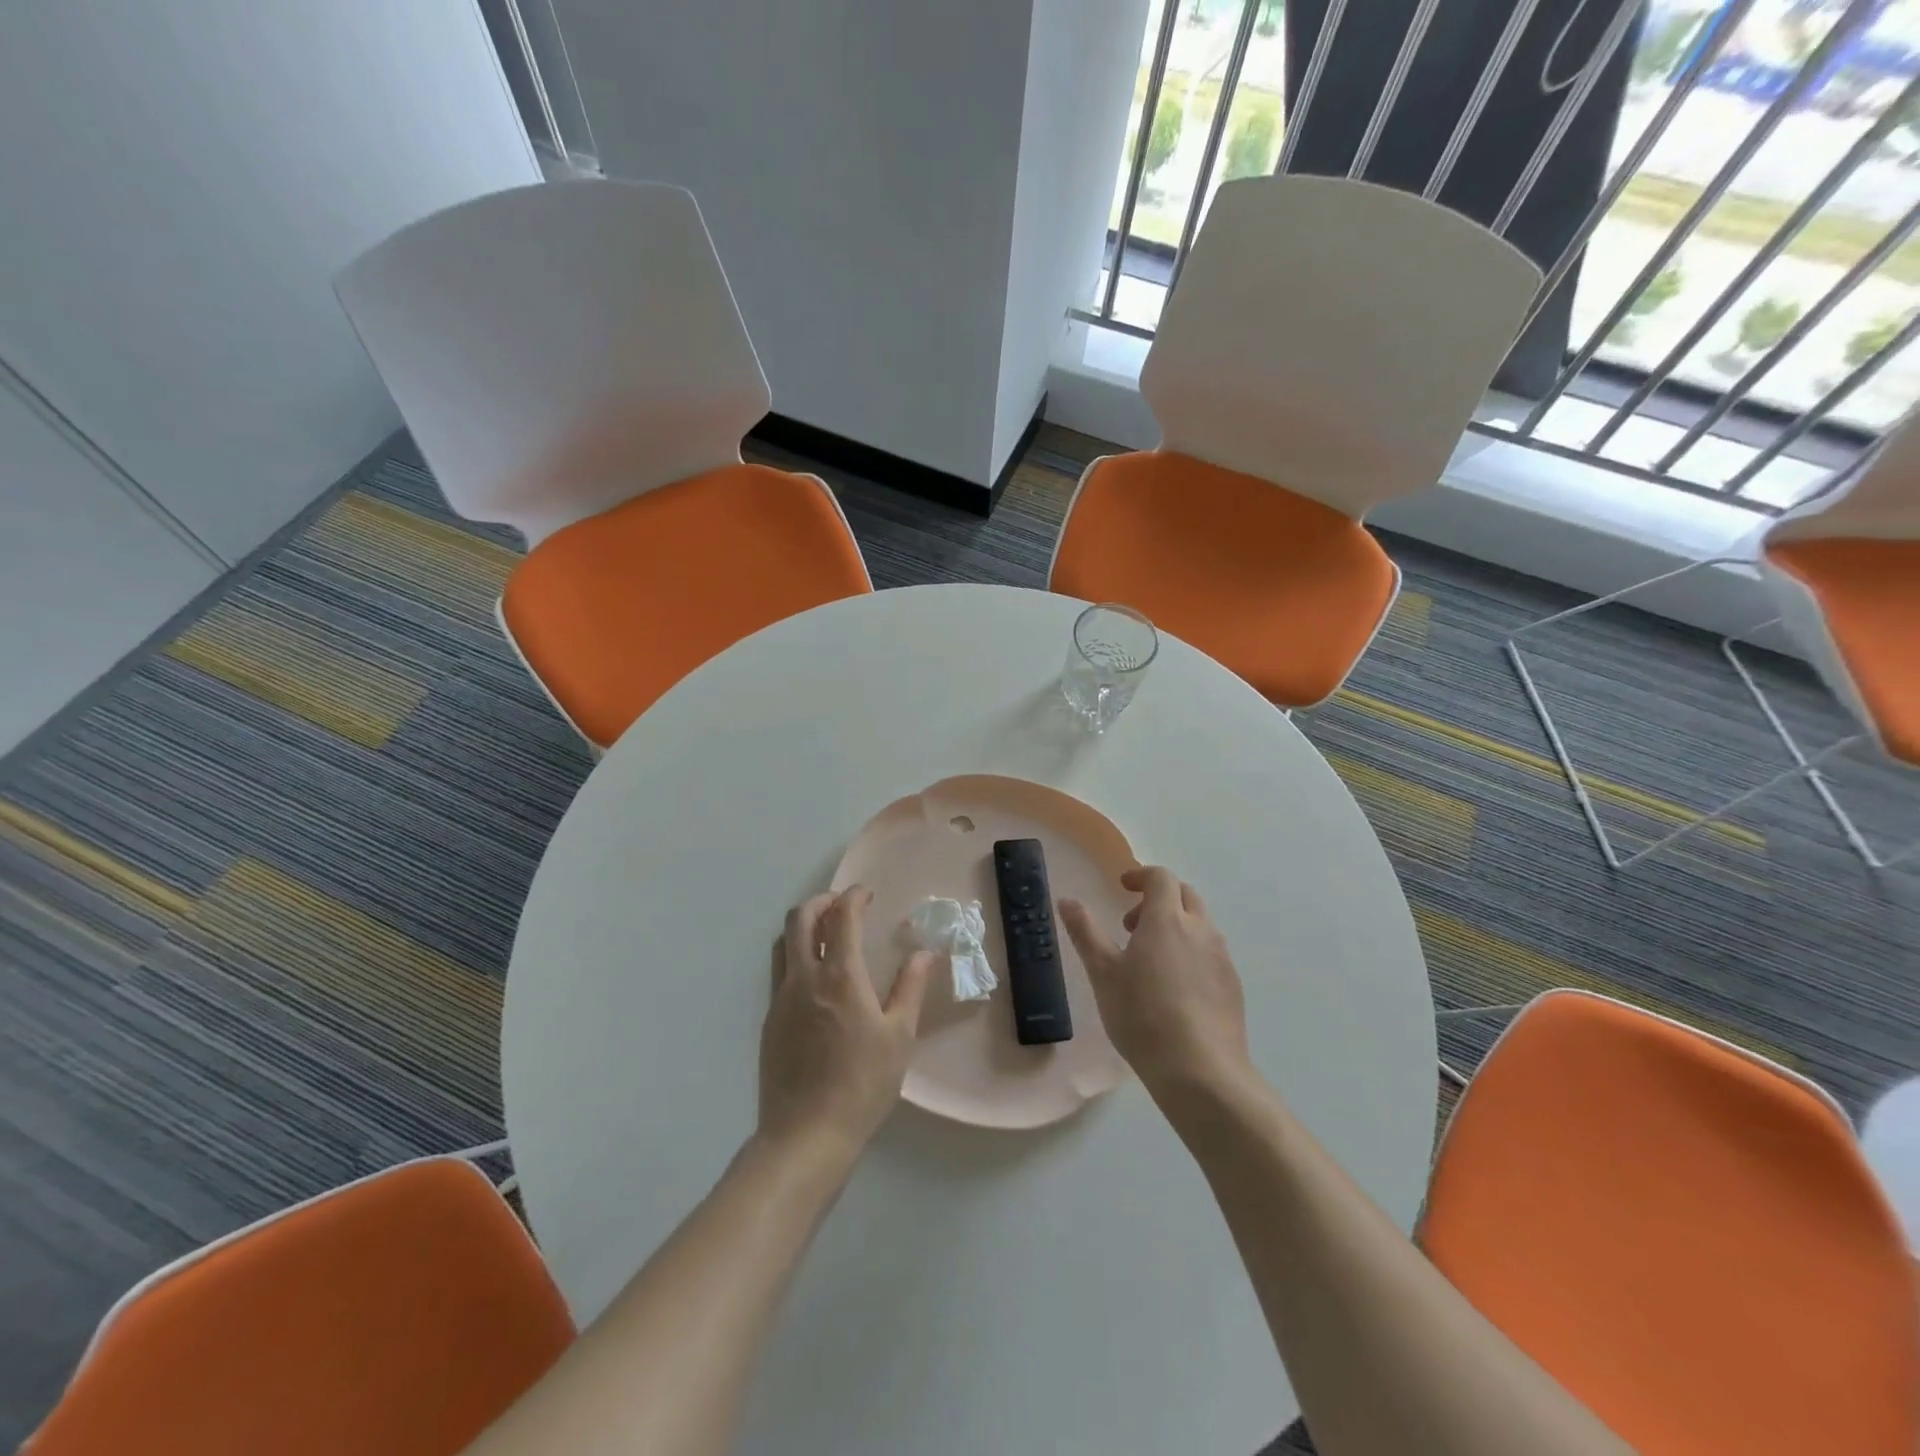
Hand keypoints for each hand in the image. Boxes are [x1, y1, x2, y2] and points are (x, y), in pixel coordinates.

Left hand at [759, 886, 935, 1161]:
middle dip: (822, 901)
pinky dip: (797, 957)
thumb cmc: (862, 1085)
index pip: (841, 917)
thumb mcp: (899, 1036)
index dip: (854, 897)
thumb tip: (925, 953)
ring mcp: (780, 999)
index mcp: (839, 977)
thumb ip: (910, 988)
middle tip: (844, 906)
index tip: (868, 894)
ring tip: (828, 935)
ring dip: (804, 926)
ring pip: (783, 942)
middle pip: (800, 918)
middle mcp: (803, 978)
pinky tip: (817, 981)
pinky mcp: (769, 1021)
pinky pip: (780, 972)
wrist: (805, 1136)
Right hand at [1058, 867, 1250, 1098]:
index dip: (1141, 875)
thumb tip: (1067, 901)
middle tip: (1133, 927)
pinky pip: (1211, 953)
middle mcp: (1200, 930)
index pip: (1161, 877)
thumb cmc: (1142, 1016)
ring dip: (1176, 925)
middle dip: (1159, 899)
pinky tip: (1175, 988)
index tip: (1123, 887)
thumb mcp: (1103, 973)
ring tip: (1151, 960)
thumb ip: (1085, 932)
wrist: (1200, 1070)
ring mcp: (1221, 957)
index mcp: (1167, 919)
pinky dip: (1192, 952)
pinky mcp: (1233, 985)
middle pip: (1185, 895)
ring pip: (1201, 924)